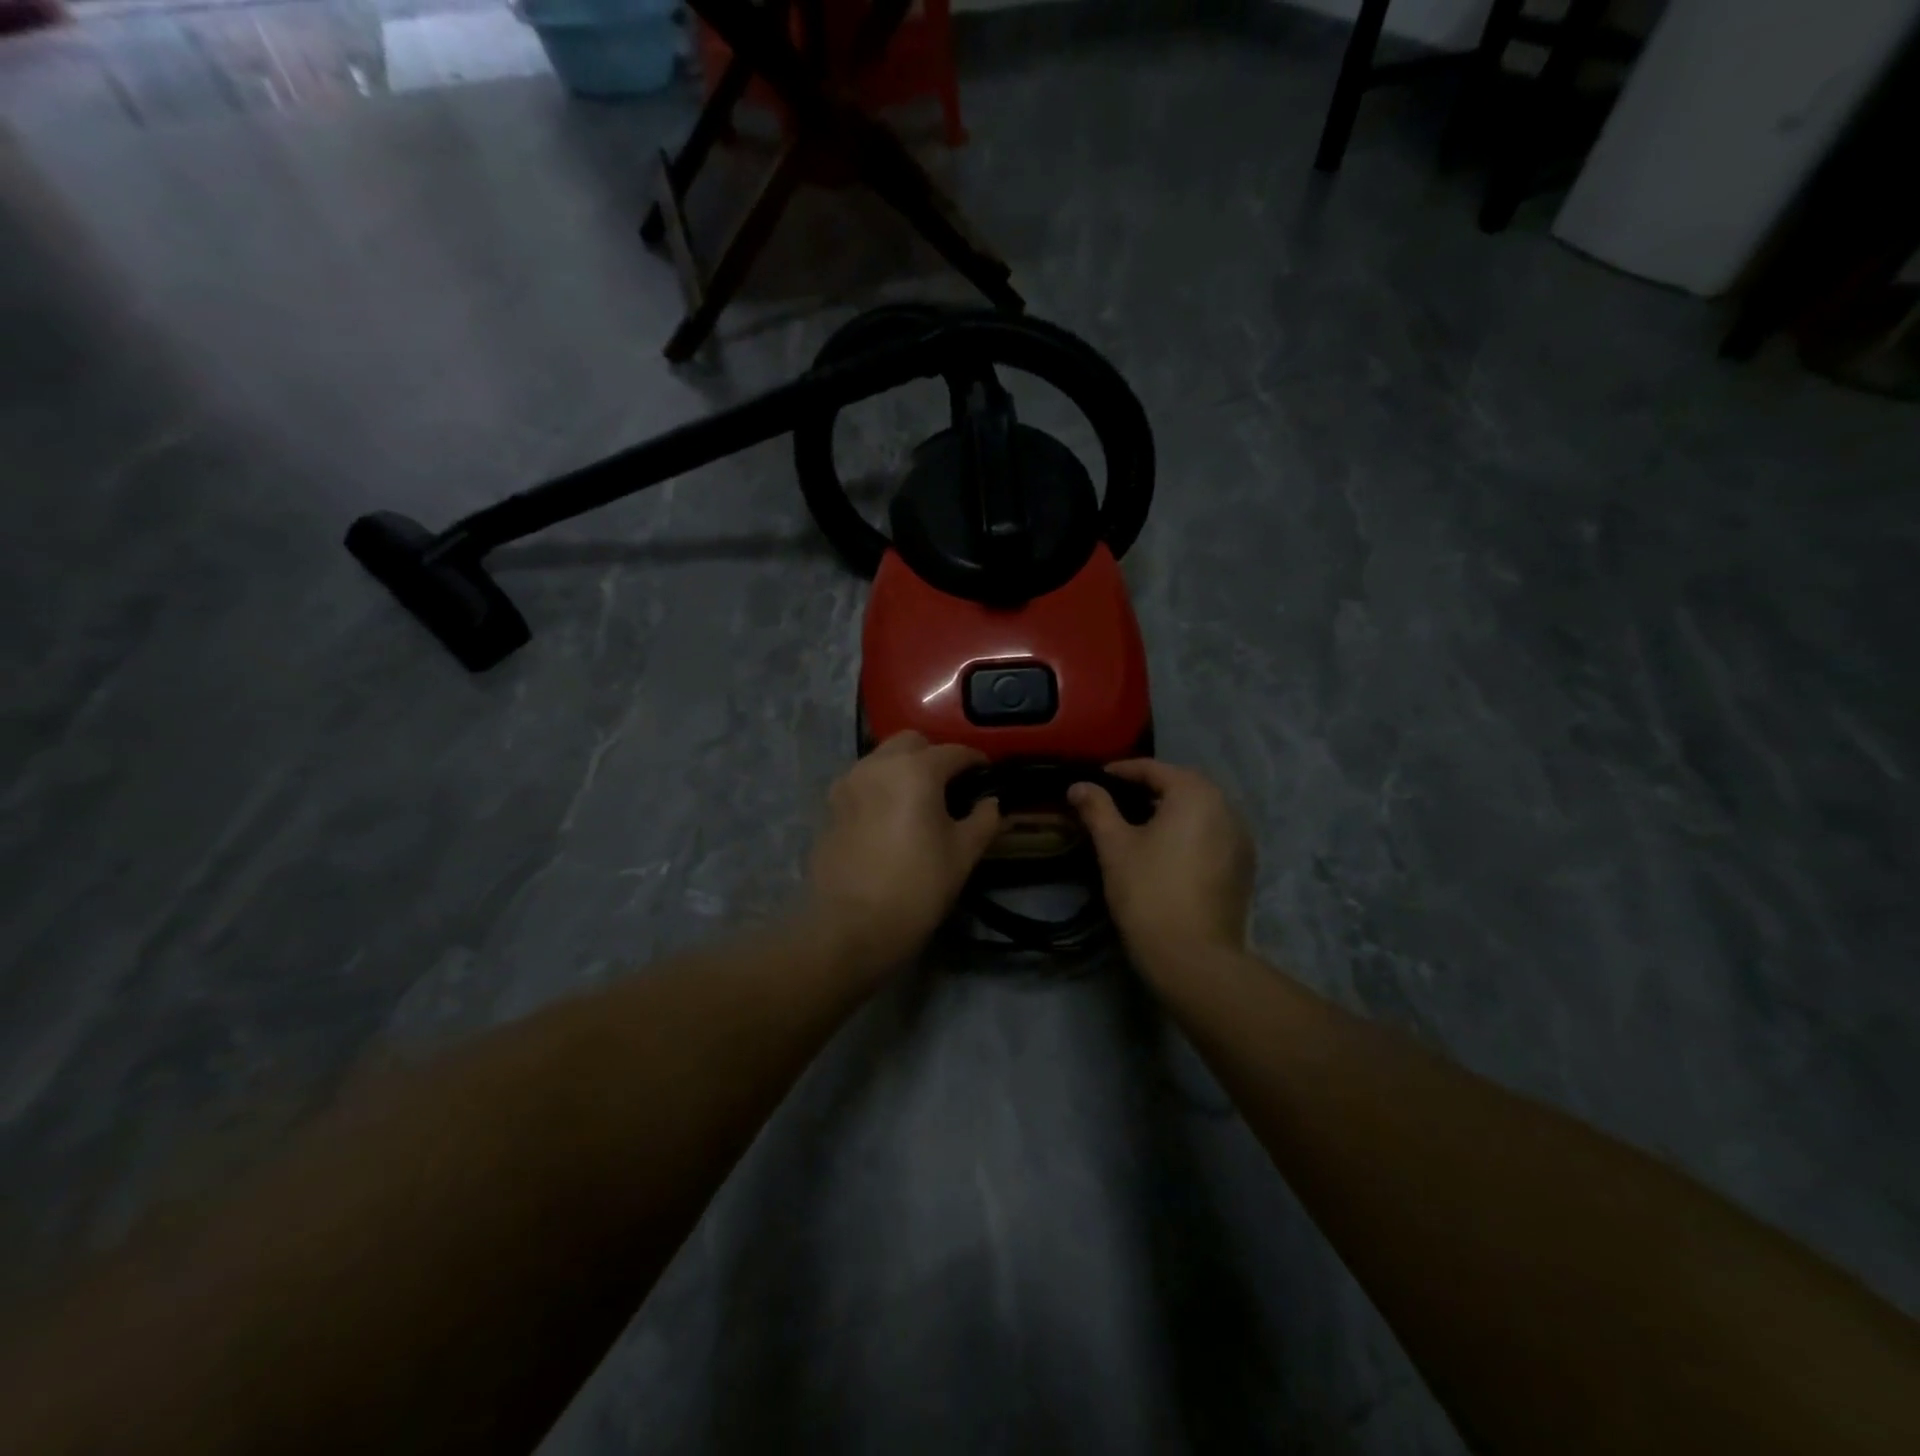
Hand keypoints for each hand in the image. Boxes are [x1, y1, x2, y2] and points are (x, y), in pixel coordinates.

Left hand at [808, 732, 1001, 976]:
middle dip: (934, 755)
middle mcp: (878, 765)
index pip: (954, 752)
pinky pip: (863, 782)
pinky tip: (891, 817)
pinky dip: (881, 787)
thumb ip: (984, 820)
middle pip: (912, 743)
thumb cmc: (917, 887)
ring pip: (882, 758)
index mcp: (915, 771)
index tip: (987, 775)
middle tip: (951, 786)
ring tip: (920, 800)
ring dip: (904, 768)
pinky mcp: (831, 806)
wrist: (851, 927)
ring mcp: (849, 783)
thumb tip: (991, 802)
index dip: (976, 761)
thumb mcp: (963, 854)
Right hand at [1068, 760, 1254, 964]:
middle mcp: (1226, 808)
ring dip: (1171, 809)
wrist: (1193, 956)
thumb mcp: (1114, 846)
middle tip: (1117, 797)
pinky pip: (1212, 834)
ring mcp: (1240, 839)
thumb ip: (1097, 809)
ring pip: (1201, 810)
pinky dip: (1189, 831)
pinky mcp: (1243, 867)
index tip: (1097, 778)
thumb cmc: (1149, 892)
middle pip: (1183, 785)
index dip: (1123, 771)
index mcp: (1195, 795)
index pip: (1155, 769)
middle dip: (1150, 787)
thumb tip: (1078, 786)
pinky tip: (1166, 850)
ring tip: (1139, 823)